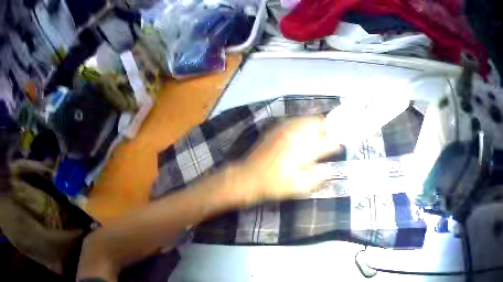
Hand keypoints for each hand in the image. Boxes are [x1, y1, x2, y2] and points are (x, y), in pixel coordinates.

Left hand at [233, 117, 339, 204]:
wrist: (248, 177)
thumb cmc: (274, 185)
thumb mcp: (298, 187)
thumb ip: (317, 177)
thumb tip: (329, 169)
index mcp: (303, 150)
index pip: (326, 142)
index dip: (335, 143)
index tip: (339, 145)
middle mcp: (295, 136)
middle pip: (317, 123)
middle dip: (328, 127)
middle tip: (332, 134)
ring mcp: (284, 130)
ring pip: (306, 119)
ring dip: (316, 123)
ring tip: (321, 130)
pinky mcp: (276, 129)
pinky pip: (294, 120)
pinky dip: (304, 122)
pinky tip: (304, 129)